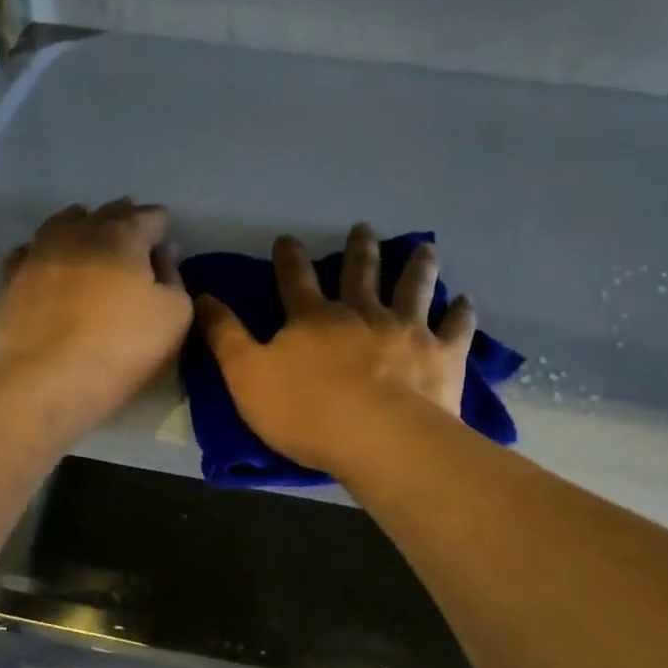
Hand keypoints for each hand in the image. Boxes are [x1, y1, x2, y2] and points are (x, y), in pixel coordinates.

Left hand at [0, 200, 192, 426]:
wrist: (49, 380)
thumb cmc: (123, 347)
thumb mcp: (175, 316)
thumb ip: (174, 276)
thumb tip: (164, 252)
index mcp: (123, 234)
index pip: (151, 216)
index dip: (162, 229)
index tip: (166, 248)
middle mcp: (79, 231)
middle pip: (108, 213)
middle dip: (125, 223)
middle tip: (135, 247)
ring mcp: (40, 250)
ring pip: (65, 223)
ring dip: (84, 229)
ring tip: (93, 247)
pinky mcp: (12, 277)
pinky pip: (32, 250)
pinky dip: (48, 252)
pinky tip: (52, 267)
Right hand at [197, 224, 475, 472]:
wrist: (378, 438)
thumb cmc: (306, 411)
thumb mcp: (246, 376)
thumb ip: (225, 336)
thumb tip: (202, 296)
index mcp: (313, 319)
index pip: (295, 279)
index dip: (288, 257)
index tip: (288, 239)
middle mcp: (361, 313)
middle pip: (360, 272)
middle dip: (360, 249)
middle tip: (363, 229)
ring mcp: (406, 330)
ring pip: (412, 287)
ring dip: (417, 266)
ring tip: (424, 247)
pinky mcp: (441, 355)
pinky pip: (455, 328)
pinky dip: (460, 313)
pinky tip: (465, 301)